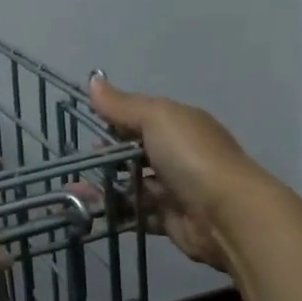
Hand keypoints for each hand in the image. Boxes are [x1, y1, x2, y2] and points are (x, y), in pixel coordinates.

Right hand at [87, 74, 266, 271]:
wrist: (227, 214)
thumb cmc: (191, 156)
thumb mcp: (156, 117)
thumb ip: (122, 104)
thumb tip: (93, 80)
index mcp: (179, 125)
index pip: (140, 118)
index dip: (113, 120)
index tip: (84, 127)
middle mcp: (179, 155)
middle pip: (135, 153)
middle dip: (105, 157)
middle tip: (75, 162)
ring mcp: (175, 189)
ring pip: (133, 185)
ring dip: (106, 186)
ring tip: (73, 189)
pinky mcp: (170, 220)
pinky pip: (137, 214)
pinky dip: (116, 212)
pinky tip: (90, 211)